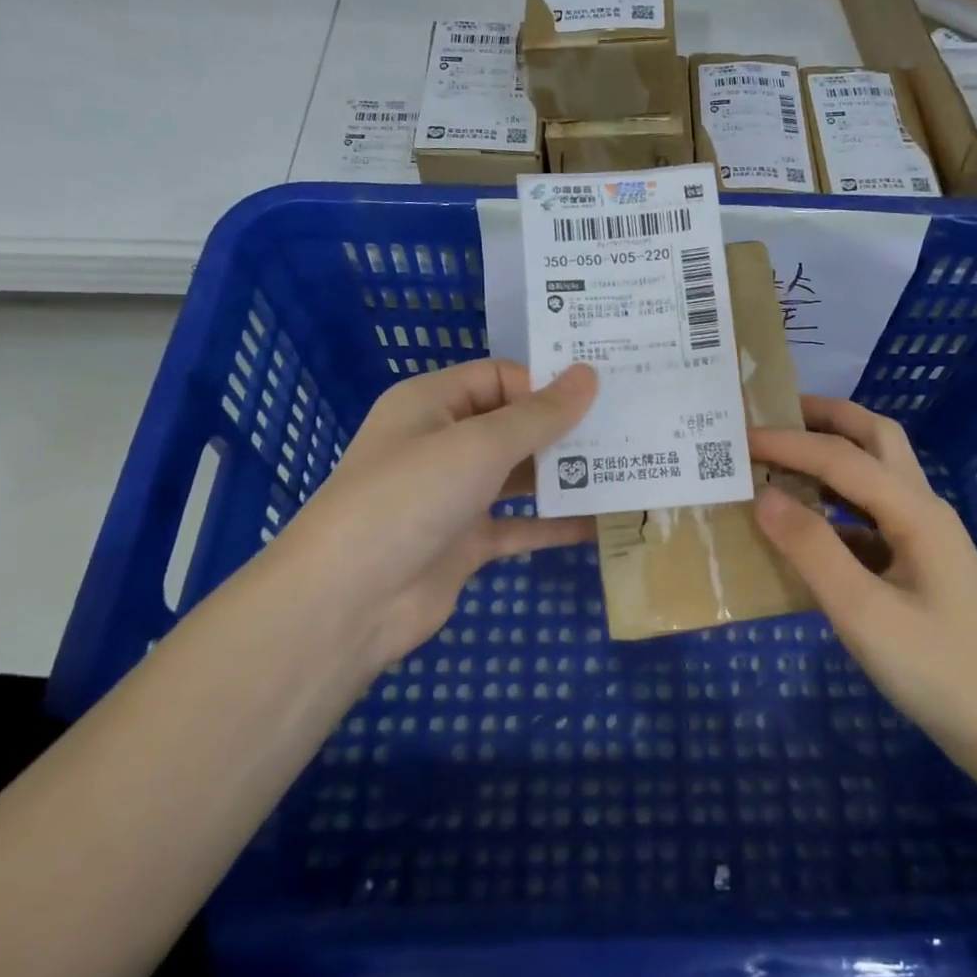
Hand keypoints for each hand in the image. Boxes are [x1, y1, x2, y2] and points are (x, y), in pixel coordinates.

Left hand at [275, 359, 597, 675]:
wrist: (350, 600)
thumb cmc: (410, 498)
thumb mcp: (479, 446)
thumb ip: (539, 414)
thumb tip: (588, 376)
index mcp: (432, 403)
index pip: (499, 376)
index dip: (546, 383)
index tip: (600, 396)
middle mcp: (442, 443)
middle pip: (512, 424)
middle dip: (563, 428)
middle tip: (626, 427)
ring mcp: (454, 496)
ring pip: (519, 476)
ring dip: (564, 475)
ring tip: (625, 469)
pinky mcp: (465, 542)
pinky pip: (519, 525)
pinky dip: (555, 524)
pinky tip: (600, 522)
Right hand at [749, 397, 976, 751]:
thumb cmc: (936, 669)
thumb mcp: (863, 612)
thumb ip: (812, 549)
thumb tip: (764, 496)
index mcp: (914, 511)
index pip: (841, 457)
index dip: (787, 442)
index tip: (737, 438)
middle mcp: (922, 509)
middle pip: (877, 438)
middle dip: (827, 418)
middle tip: (775, 415)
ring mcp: (923, 537)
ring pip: (877, 473)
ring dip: (833, 454)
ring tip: (783, 457)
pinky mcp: (917, 565)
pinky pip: (871, 514)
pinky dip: (836, 503)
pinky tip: (805, 526)